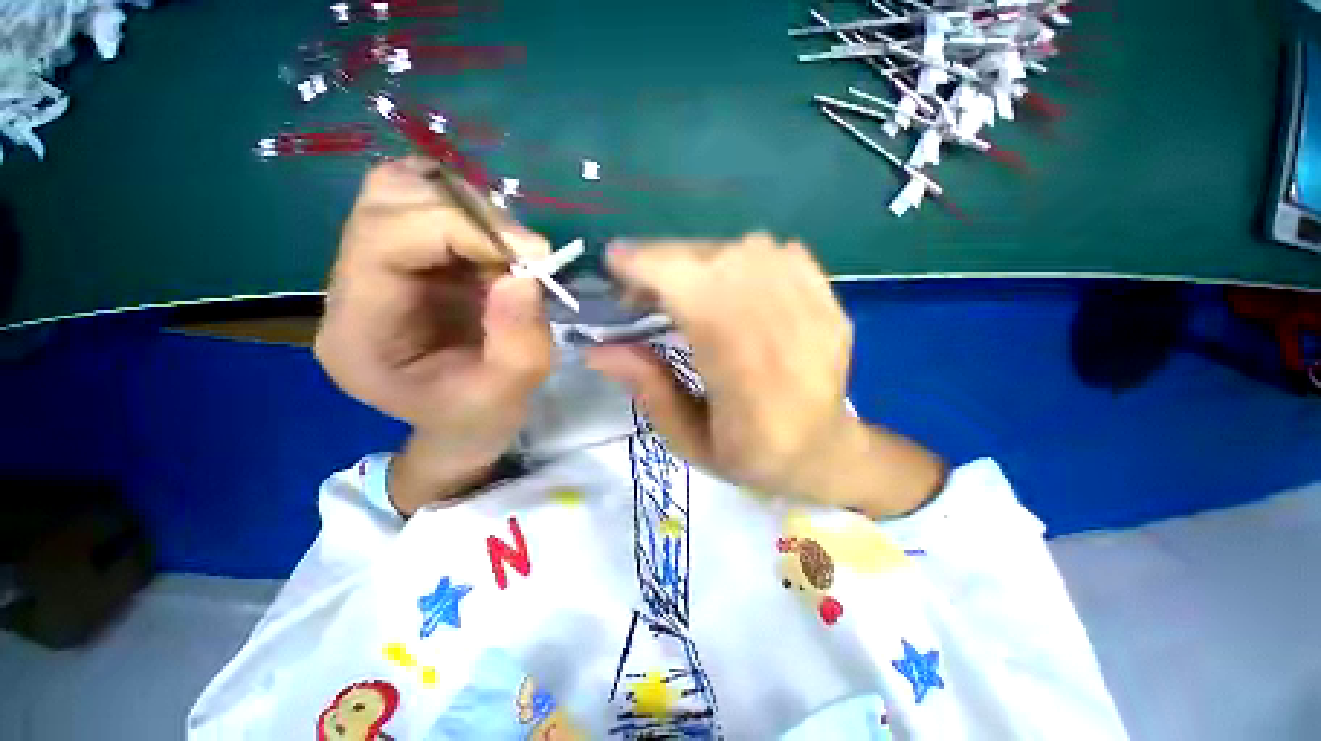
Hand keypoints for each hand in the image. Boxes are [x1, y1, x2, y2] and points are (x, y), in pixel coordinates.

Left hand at [315, 158, 553, 513]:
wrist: (463, 425)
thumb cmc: (477, 420)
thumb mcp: (508, 396)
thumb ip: (518, 342)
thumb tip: (525, 274)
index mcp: (358, 332)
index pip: (384, 239)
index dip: (460, 229)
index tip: (530, 255)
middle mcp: (351, 288)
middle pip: (387, 199)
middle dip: (469, 214)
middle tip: (527, 253)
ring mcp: (376, 268)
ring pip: (406, 191)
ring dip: (473, 212)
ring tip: (514, 255)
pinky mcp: (406, 260)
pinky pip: (432, 208)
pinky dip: (477, 220)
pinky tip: (502, 256)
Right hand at [586, 234, 944, 517]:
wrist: (826, 452)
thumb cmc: (753, 456)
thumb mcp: (688, 440)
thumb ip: (647, 389)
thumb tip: (597, 349)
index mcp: (745, 376)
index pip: (695, 294)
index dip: (649, 267)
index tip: (614, 265)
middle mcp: (784, 332)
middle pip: (717, 260)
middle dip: (665, 262)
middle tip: (642, 290)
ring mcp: (815, 310)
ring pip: (748, 248)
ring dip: (701, 260)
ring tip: (686, 290)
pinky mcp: (830, 301)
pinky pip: (781, 253)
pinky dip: (745, 259)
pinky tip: (734, 288)